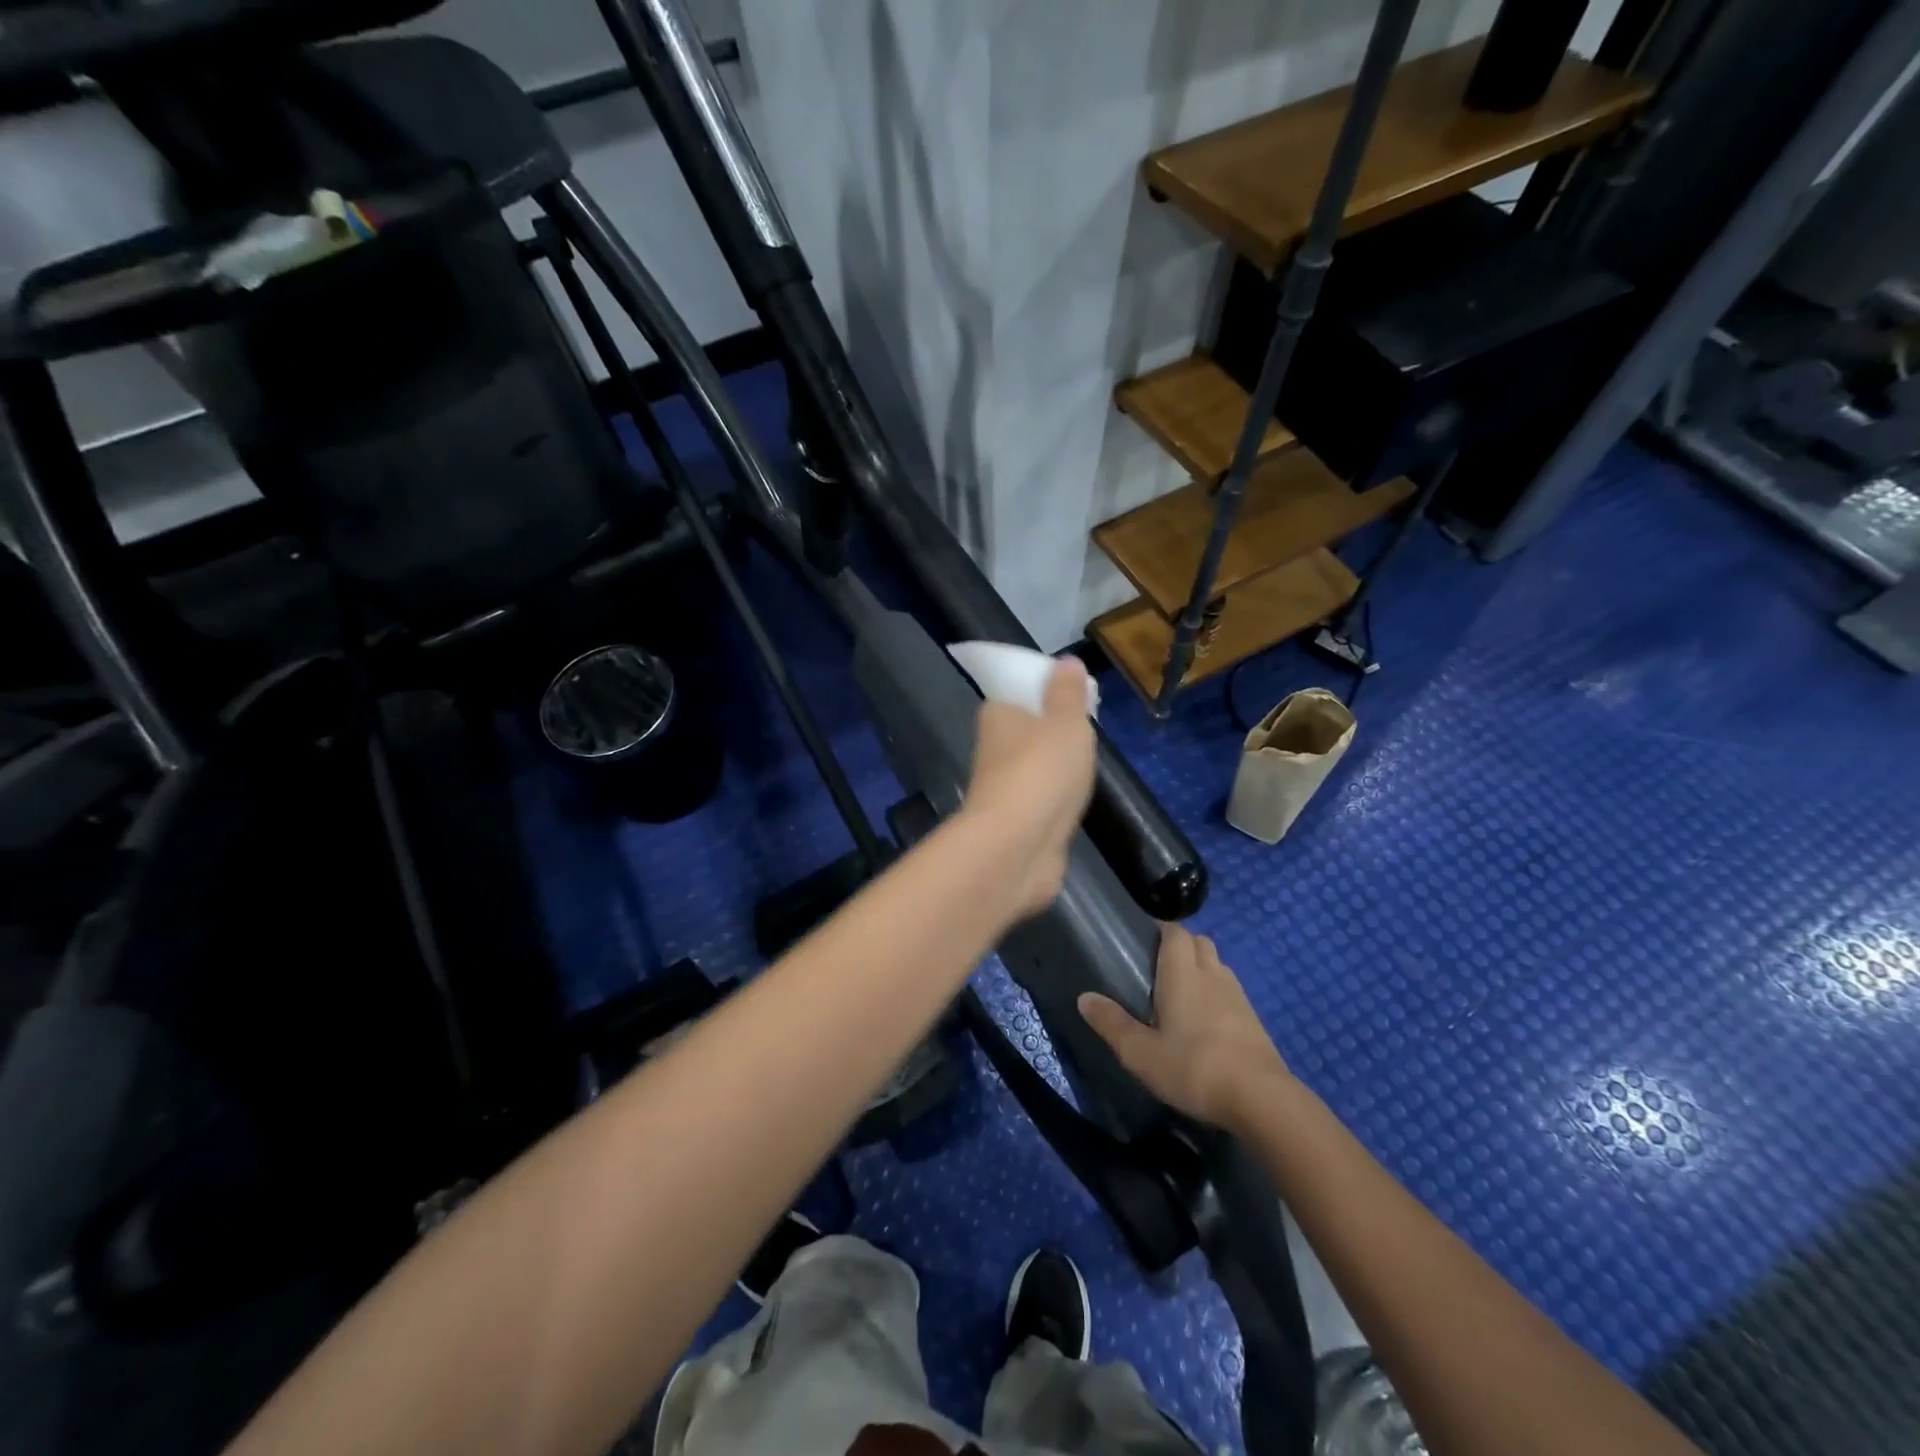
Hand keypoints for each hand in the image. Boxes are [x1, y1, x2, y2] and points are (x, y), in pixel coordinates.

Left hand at [962, 657, 1096, 918]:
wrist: (1017, 848)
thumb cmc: (1041, 771)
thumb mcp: (1065, 722)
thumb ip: (1067, 693)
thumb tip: (1065, 661)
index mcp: (998, 716)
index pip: (1014, 693)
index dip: (1041, 691)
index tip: (1072, 695)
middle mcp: (994, 749)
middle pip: (1024, 731)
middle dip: (1051, 731)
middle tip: (1087, 729)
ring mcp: (1003, 790)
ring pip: (1032, 768)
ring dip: (1054, 768)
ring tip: (1087, 763)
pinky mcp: (1016, 823)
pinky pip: (1040, 801)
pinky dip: (1055, 799)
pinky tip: (1075, 800)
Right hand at [1078, 923, 1290, 1128]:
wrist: (1261, 1099)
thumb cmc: (1194, 1067)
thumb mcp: (1140, 1053)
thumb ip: (1112, 1023)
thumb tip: (1084, 997)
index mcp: (1183, 973)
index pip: (1176, 932)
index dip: (1161, 930)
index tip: (1142, 940)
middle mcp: (1213, 975)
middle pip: (1200, 943)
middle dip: (1181, 946)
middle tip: (1157, 968)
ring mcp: (1239, 996)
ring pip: (1218, 966)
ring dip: (1201, 970)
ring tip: (1180, 994)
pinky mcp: (1255, 1021)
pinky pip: (1231, 992)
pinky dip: (1217, 995)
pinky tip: (1205, 1022)